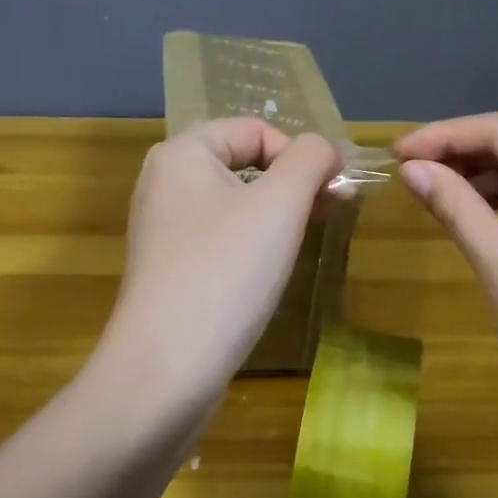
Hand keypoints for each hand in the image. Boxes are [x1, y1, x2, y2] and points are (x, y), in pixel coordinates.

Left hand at [95, 118, 339, 415]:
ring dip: (276, 214)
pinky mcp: (168, 268)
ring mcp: (162, 228)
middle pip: (244, 162)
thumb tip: (325, 150)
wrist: (165, 369)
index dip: (301, 153)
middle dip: (292, 184)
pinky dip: (251, 244)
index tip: (334, 193)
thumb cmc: (225, 272)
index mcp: (182, 152)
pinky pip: (219, 237)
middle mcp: (164, 181)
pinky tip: (267, 273)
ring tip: (303, 243)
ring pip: (234, 202)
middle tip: (328, 216)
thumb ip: (310, 160)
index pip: (255, 128)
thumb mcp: (280, 204)